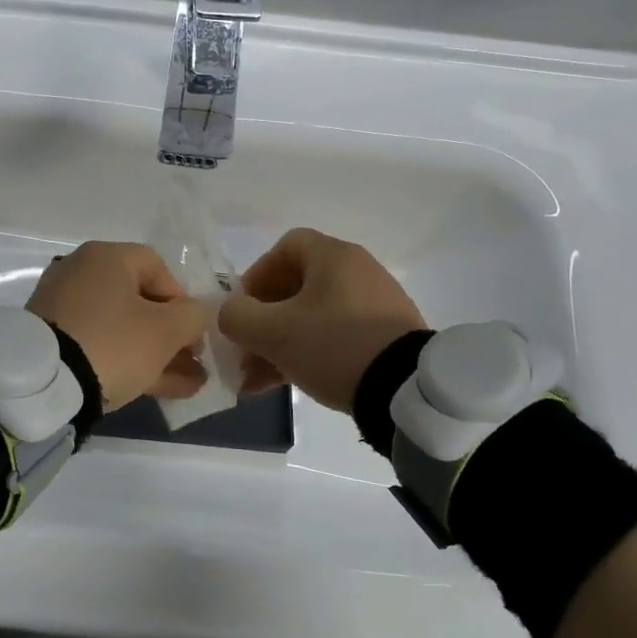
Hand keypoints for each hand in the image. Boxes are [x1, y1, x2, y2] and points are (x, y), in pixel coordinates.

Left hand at [27, 242, 209, 410]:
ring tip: (185, 386)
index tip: (193, 334)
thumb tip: (194, 316)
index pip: (158, 267)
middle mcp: (80, 272)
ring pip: (120, 328)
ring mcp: (61, 307)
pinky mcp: (50, 339)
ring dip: (154, 354)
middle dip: (171, 335)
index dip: (183, 300)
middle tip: (192, 363)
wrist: (42, 384)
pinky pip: (98, 344)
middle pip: (138, 301)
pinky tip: (154, 389)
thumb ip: (192, 317)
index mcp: (106, 257)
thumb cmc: (113, 343)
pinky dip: (125, 361)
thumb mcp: (166, 331)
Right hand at [218, 228, 426, 412]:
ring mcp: (376, 305)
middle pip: (297, 287)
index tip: (242, 308)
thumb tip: (229, 312)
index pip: (286, 247)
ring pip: (313, 318)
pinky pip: (336, 337)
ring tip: (256, 380)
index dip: (256, 275)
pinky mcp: (387, 337)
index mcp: (334, 257)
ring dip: (280, 344)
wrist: (407, 390)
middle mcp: (358, 271)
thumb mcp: (273, 332)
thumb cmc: (334, 346)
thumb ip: (237, 316)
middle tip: (245, 352)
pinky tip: (287, 385)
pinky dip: (308, 354)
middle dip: (263, 321)